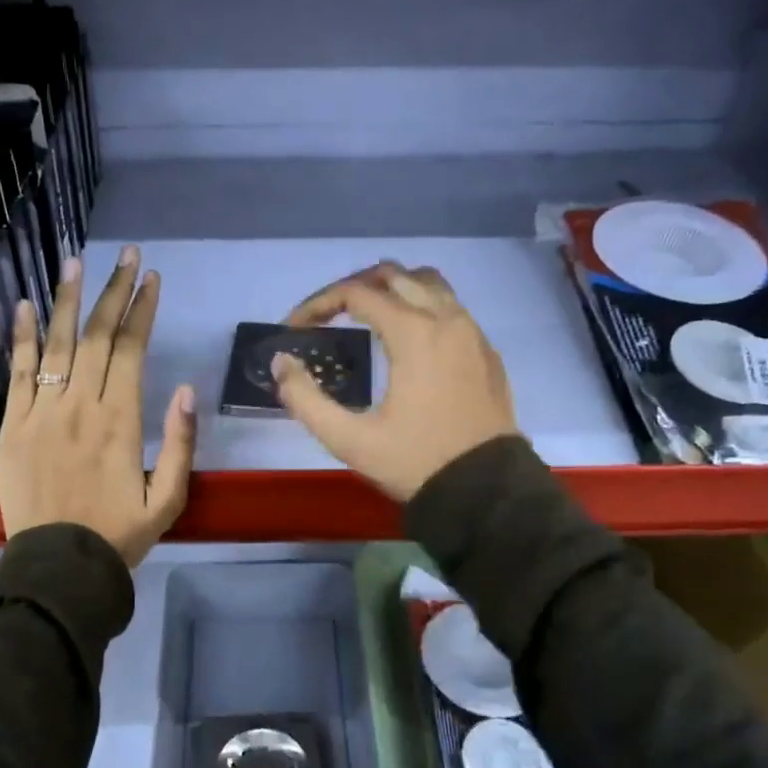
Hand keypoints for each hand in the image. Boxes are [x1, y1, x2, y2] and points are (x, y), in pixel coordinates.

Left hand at [0, 247, 196, 567]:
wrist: (59, 567)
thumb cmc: (119, 535)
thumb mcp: (168, 499)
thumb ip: (179, 443)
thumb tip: (185, 388)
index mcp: (121, 421)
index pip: (131, 351)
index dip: (142, 311)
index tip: (152, 279)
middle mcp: (80, 406)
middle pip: (96, 336)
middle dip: (113, 291)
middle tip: (126, 256)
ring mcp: (42, 412)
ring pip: (57, 344)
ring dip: (67, 300)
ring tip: (75, 262)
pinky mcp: (14, 426)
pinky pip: (18, 372)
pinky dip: (22, 336)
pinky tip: (25, 305)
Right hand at [273, 261, 518, 501]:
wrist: (486, 491)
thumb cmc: (416, 463)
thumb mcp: (350, 440)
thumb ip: (306, 399)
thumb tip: (282, 363)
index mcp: (414, 333)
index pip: (357, 293)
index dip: (318, 303)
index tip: (295, 327)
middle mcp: (446, 319)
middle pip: (394, 275)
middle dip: (353, 287)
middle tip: (326, 314)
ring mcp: (472, 333)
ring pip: (429, 284)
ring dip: (392, 289)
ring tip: (366, 313)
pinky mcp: (486, 351)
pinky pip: (451, 307)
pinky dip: (422, 306)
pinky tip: (408, 339)